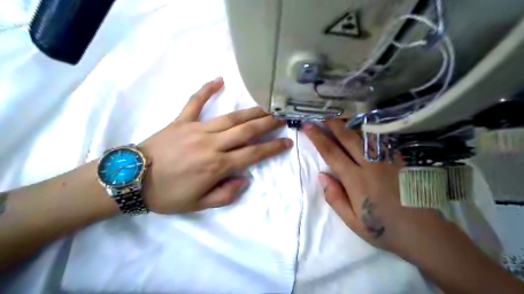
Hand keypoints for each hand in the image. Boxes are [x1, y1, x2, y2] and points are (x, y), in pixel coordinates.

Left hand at [141, 78, 292, 213]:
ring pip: (231, 117)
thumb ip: (225, 194)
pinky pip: (195, 102)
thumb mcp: (198, 205)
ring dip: (251, 111)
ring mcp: (196, 129)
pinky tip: (219, 80)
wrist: (130, 180)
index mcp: (217, 166)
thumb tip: (245, 179)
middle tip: (282, 117)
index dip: (273, 147)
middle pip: (247, 131)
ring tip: (266, 105)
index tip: (287, 141)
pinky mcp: (181, 120)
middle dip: (268, 123)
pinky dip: (207, 90)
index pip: (253, 154)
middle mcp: (212, 144)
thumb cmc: (166, 195)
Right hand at [303, 119, 445, 257]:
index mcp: (356, 180)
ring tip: (340, 114)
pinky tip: (365, 125)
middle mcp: (370, 165)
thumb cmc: (382, 228)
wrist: (422, 232)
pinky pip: (382, 140)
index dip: (318, 137)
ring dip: (351, 123)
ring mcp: (387, 160)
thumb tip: (321, 175)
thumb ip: (335, 197)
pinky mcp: (399, 160)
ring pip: (366, 135)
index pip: (331, 153)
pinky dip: (371, 130)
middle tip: (322, 113)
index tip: (308, 126)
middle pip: (348, 138)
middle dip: (333, 123)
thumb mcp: (352, 220)